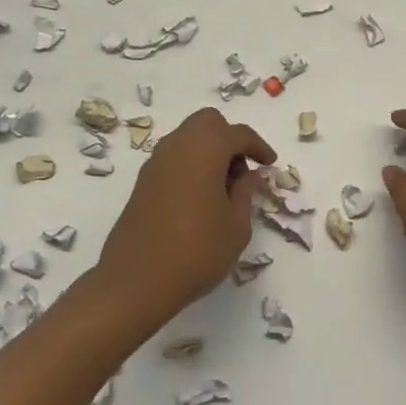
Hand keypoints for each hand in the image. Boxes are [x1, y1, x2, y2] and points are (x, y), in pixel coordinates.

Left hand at [94, 108, 275, 329]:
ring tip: (223, 187)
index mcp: (205, 149)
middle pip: (208, 123)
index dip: (259, 146)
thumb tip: (247, 174)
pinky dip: (191, 164)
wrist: (135, 282)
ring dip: (208, 150)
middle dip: (229, 138)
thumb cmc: (196, 251)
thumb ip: (245, 192)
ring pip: (188, 137)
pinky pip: (174, 158)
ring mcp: (155, 162)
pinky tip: (200, 197)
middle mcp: (178, 146)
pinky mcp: (142, 182)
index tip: (270, 164)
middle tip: (242, 170)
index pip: (239, 133)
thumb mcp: (236, 226)